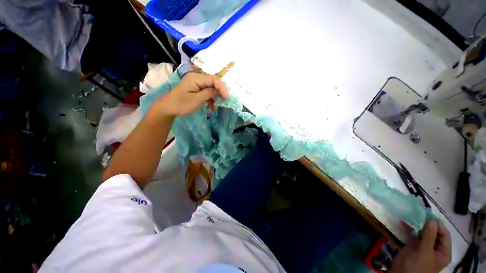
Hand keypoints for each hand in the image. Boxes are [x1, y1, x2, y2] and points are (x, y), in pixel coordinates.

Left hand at [157, 73, 229, 116]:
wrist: (168, 108)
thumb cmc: (181, 104)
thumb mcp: (196, 100)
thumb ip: (208, 93)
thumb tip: (218, 90)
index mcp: (195, 78)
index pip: (213, 79)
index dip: (222, 87)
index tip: (227, 98)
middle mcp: (197, 78)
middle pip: (213, 82)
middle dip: (220, 92)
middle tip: (224, 101)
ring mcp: (196, 83)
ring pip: (211, 87)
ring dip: (215, 97)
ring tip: (215, 107)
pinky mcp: (196, 88)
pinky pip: (207, 91)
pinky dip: (210, 99)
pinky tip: (210, 107)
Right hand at [391, 220, 451, 272]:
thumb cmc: (418, 266)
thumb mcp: (425, 253)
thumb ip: (429, 237)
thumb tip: (432, 220)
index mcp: (443, 251)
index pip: (444, 234)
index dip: (438, 225)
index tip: (428, 216)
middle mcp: (436, 247)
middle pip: (434, 232)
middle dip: (427, 224)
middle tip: (419, 214)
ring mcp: (424, 246)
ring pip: (424, 232)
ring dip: (419, 225)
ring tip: (412, 216)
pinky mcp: (414, 245)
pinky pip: (415, 234)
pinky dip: (411, 228)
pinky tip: (405, 222)